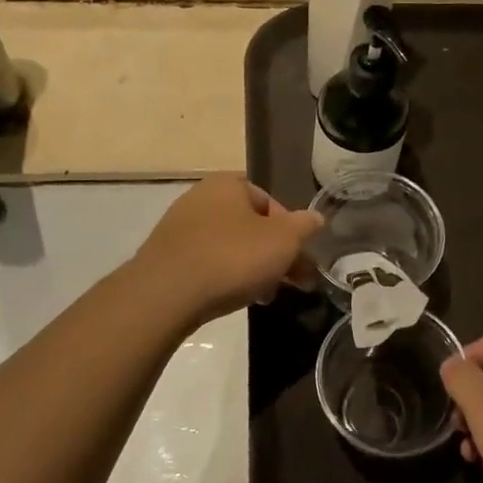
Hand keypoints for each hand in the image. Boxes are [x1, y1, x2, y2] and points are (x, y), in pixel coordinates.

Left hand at [134, 174, 319, 327]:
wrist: (167, 293)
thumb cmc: (232, 257)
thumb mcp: (283, 241)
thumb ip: (304, 227)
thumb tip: (316, 218)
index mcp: (228, 184)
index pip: (270, 203)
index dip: (291, 232)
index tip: (299, 259)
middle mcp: (200, 197)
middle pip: (251, 226)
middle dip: (274, 255)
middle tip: (292, 283)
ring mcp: (179, 227)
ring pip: (230, 246)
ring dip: (253, 269)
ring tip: (265, 296)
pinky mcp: (166, 256)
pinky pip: (207, 262)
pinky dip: (225, 277)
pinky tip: (234, 298)